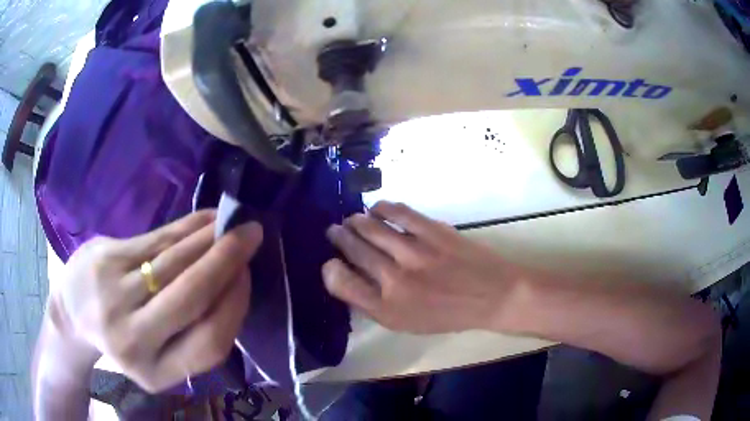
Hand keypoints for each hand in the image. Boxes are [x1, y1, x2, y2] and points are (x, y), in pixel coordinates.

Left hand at [50, 211, 262, 392]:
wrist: (73, 315)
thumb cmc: (123, 339)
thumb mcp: (158, 354)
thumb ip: (193, 334)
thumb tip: (235, 287)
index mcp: (154, 372)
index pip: (209, 343)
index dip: (234, 306)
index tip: (247, 277)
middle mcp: (133, 340)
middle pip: (190, 298)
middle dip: (225, 262)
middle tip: (251, 235)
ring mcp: (114, 297)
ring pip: (173, 262)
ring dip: (208, 239)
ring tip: (231, 222)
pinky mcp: (105, 260)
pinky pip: (154, 241)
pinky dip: (184, 228)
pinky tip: (204, 218)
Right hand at [322, 202, 523, 333]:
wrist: (492, 295)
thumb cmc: (448, 315)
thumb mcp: (407, 324)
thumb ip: (375, 304)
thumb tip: (350, 277)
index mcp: (388, 308)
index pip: (343, 284)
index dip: (330, 270)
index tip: (330, 262)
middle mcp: (396, 280)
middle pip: (354, 249)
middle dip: (339, 237)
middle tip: (334, 231)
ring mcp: (415, 252)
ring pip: (371, 227)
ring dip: (355, 221)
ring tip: (352, 220)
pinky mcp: (433, 231)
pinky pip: (398, 212)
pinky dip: (382, 208)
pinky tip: (377, 209)